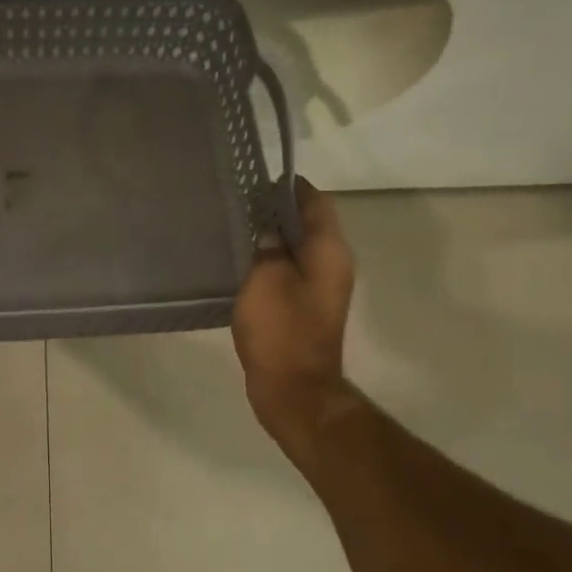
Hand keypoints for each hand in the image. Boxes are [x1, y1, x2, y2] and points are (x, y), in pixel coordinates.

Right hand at [232, 179, 356, 447]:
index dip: (289, 188)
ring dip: (274, 238)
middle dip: (278, 211)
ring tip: (238, 230)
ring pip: (299, 249)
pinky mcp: (307, 308)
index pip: (316, 202)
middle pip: (309, 224)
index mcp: (329, 251)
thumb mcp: (266, 280)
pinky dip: (272, 263)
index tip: (258, 181)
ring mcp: (322, 288)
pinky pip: (292, 272)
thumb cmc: (280, 331)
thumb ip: (269, 248)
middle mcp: (333, 264)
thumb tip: (270, 231)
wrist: (294, 389)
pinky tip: (244, 264)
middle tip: (240, 204)